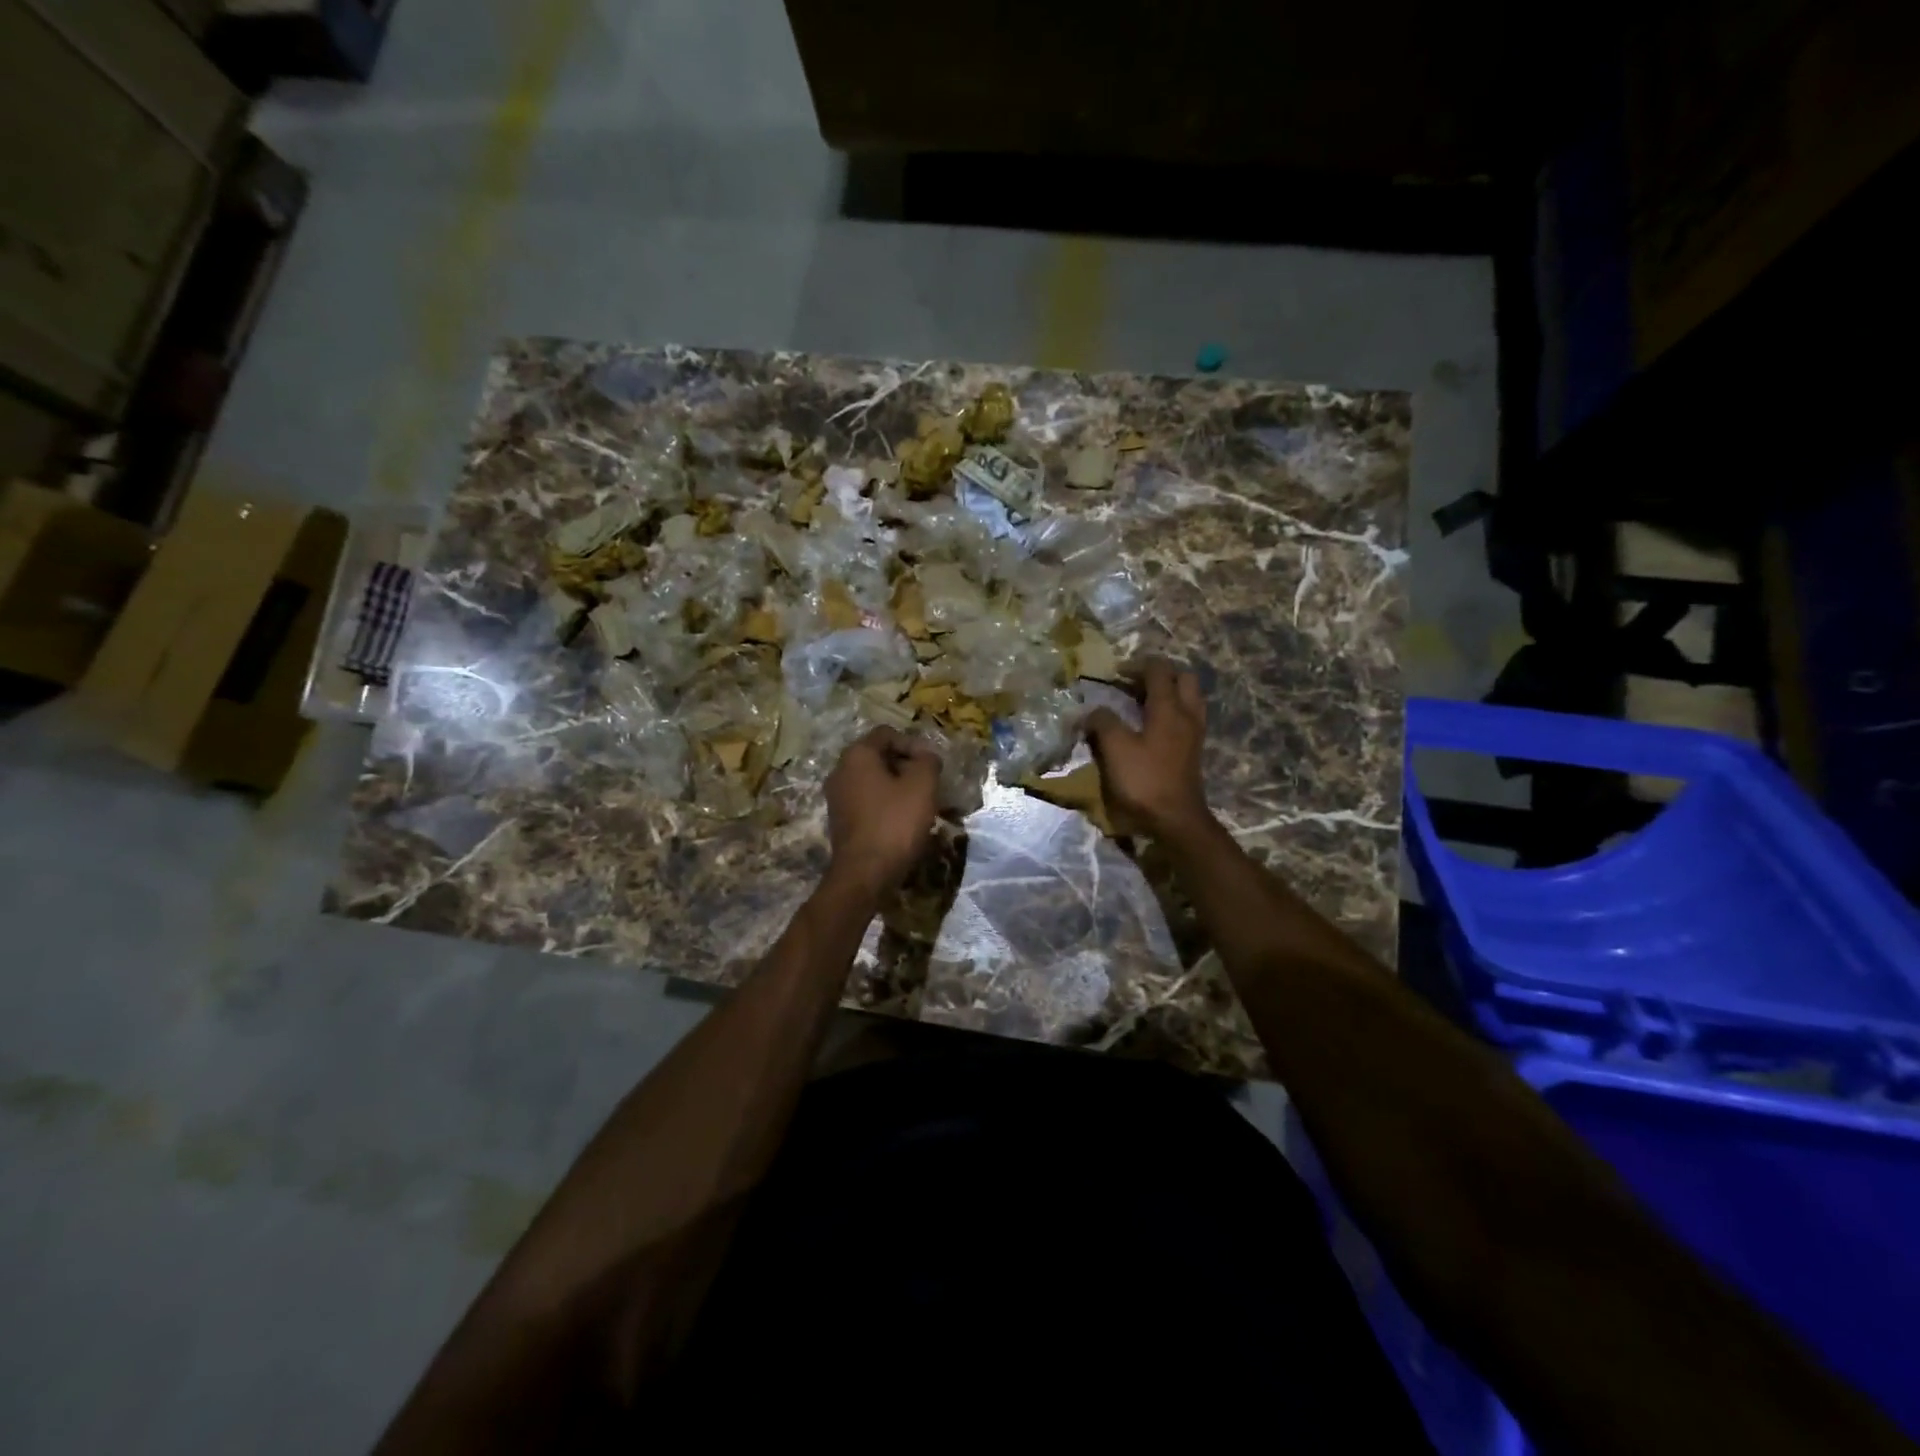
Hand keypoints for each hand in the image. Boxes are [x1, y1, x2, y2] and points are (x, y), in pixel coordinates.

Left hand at [824, 727, 941, 898]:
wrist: (865, 874)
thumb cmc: (895, 823)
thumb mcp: (922, 785)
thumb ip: (928, 761)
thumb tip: (926, 757)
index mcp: (857, 755)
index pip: (887, 734)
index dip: (914, 745)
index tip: (931, 766)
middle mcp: (840, 770)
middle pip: (879, 756)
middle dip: (907, 766)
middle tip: (929, 784)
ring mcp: (837, 797)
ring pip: (874, 780)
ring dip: (898, 787)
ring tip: (920, 804)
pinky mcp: (840, 820)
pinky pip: (867, 801)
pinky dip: (886, 804)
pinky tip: (903, 821)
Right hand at [1084, 658, 1212, 840]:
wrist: (1175, 820)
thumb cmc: (1144, 780)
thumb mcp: (1115, 748)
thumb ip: (1103, 722)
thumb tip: (1092, 711)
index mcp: (1169, 708)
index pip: (1158, 669)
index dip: (1135, 665)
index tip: (1114, 674)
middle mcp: (1187, 714)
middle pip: (1182, 678)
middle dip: (1158, 675)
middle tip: (1133, 685)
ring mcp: (1194, 733)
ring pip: (1188, 698)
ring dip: (1167, 694)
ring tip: (1140, 704)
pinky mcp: (1193, 751)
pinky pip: (1186, 718)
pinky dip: (1170, 713)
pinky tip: (1150, 727)